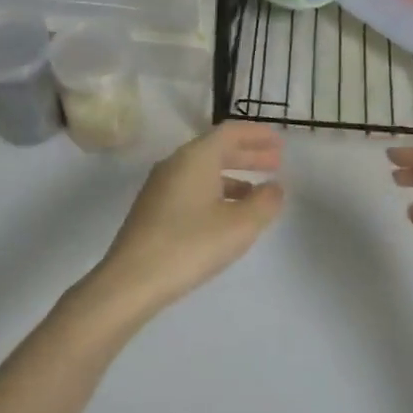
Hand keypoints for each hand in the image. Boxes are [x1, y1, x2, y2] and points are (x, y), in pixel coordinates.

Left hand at [86, 122, 284, 320]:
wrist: (132, 280)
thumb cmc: (191, 245)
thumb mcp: (240, 225)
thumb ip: (264, 202)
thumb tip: (274, 187)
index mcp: (196, 157)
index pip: (230, 132)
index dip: (257, 134)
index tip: (280, 141)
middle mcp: (175, 164)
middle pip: (216, 149)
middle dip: (248, 154)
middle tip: (276, 162)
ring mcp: (160, 187)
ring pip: (204, 170)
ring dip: (233, 175)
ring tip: (258, 191)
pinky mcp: (153, 209)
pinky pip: (192, 188)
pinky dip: (216, 191)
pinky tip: (227, 214)